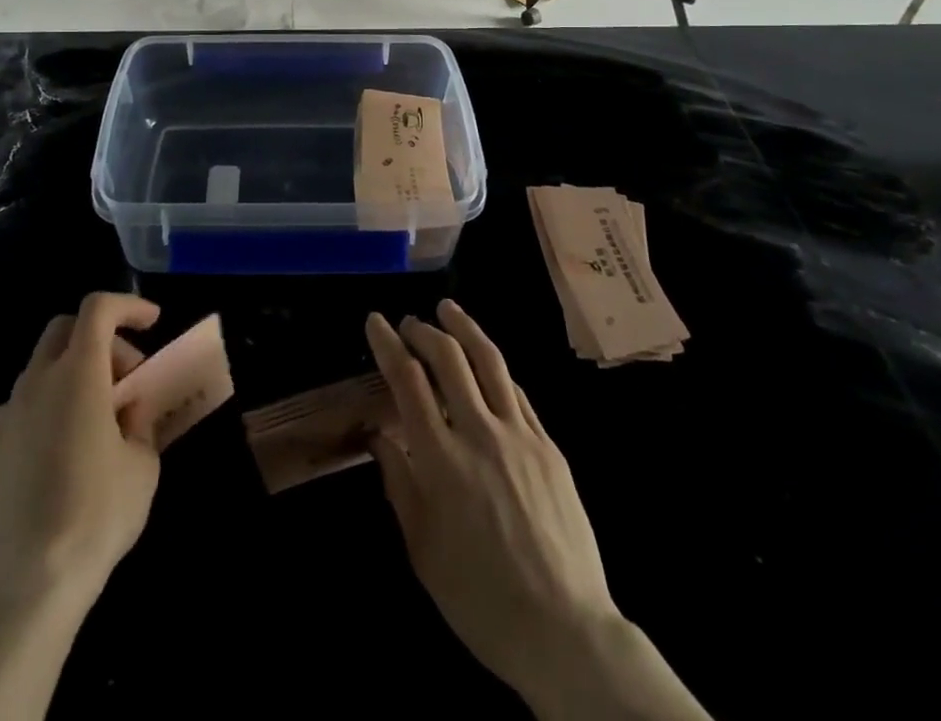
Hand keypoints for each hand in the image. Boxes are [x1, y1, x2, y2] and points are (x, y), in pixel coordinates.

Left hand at [0, 292, 162, 609]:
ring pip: (41, 370)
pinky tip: (60, 455)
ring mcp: (5, 416)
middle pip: (64, 329)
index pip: (98, 309)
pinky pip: (21, 409)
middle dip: (101, 339)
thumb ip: (138, 422)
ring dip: (72, 376)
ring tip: (95, 423)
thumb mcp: (143, 464)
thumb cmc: (96, 515)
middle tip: (126, 378)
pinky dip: (46, 410)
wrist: (27, 585)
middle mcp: (36, 382)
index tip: (152, 322)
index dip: (128, 305)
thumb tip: (126, 411)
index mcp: (77, 374)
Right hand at [366, 302, 708, 720]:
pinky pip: (518, 392)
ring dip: (465, 328)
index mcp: (441, 459)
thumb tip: (378, 437)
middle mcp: (480, 433)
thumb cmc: (480, 597)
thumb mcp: (422, 549)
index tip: (376, 321)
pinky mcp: (550, 447)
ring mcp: (521, 436)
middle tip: (409, 321)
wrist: (564, 631)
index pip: (407, 380)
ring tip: (448, 309)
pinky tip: (488, 363)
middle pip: (449, 358)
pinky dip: (496, 368)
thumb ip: (398, 483)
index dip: (388, 344)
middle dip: (424, 330)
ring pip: (490, 361)